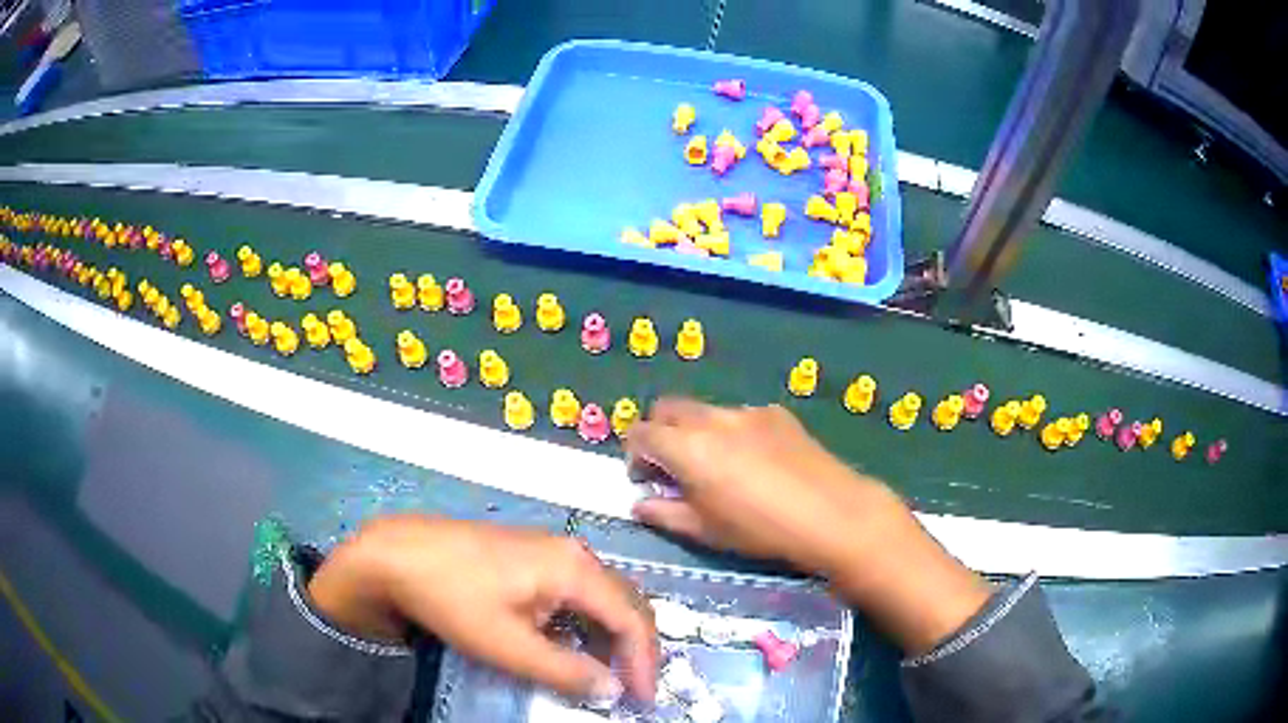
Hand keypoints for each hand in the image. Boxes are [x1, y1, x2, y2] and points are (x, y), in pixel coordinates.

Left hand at [308, 515, 658, 701]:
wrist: (397, 553)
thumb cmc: (453, 599)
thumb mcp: (508, 646)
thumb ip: (566, 671)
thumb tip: (613, 689)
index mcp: (575, 569)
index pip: (631, 619)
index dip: (644, 663)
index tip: (643, 699)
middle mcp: (572, 552)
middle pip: (624, 602)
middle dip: (633, 649)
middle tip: (631, 687)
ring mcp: (550, 549)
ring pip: (600, 597)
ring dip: (607, 637)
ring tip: (600, 673)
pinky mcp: (530, 554)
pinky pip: (574, 591)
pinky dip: (582, 622)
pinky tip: (565, 643)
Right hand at [626, 397, 903, 573]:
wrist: (830, 512)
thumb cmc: (759, 529)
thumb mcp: (704, 530)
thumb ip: (663, 513)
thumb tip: (638, 504)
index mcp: (688, 447)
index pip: (641, 433)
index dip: (634, 454)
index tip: (645, 479)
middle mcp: (712, 419)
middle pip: (668, 408)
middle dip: (660, 432)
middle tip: (672, 467)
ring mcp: (747, 411)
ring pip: (704, 410)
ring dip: (695, 431)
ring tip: (716, 465)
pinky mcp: (776, 413)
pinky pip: (739, 415)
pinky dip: (730, 432)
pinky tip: (755, 461)